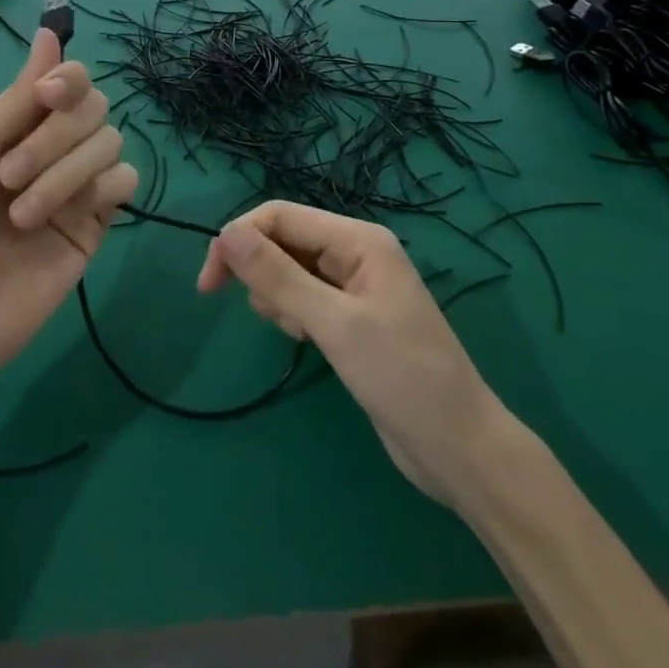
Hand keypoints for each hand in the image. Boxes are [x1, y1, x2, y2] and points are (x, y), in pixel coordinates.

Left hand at [0, 28, 137, 383]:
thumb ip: (20, 94)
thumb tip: (49, 31)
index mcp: (23, 123)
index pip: (72, 79)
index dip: (68, 79)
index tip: (47, 96)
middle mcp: (57, 145)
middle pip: (96, 107)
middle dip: (55, 138)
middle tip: (9, 175)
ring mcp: (81, 182)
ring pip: (111, 142)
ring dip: (64, 174)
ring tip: (24, 214)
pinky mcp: (100, 219)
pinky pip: (126, 181)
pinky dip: (98, 191)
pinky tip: (68, 219)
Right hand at [197, 201, 504, 508]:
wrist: (460, 451)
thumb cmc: (402, 379)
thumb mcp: (334, 324)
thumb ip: (278, 275)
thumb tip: (226, 233)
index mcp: (358, 239)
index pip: (280, 217)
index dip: (238, 240)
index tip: (209, 286)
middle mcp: (356, 252)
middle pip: (284, 239)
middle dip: (261, 270)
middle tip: (263, 314)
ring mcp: (356, 285)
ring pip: (291, 269)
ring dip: (278, 295)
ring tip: (299, 333)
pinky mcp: (353, 316)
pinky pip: (305, 296)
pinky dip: (294, 313)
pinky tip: (307, 341)